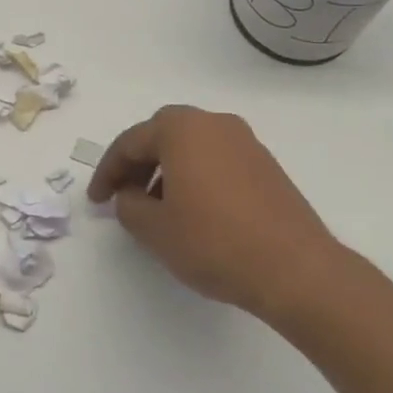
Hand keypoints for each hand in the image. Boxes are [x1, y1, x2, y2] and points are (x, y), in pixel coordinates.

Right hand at [86, 105, 345, 317]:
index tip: (96, 201)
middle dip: (138, 164)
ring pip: (191, 146)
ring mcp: (245, 142)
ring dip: (167, 170)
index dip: (107, 172)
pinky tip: (193, 211)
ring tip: (157, 209)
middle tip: (124, 195)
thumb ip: (129, 206)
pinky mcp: (266, 165)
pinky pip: (216, 160)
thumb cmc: (214, 242)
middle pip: (162, 135)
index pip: (130, 142)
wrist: (296, 269)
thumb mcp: (155, 229)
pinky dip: (195, 176)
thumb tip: (131, 196)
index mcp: (182, 129)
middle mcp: (214, 123)